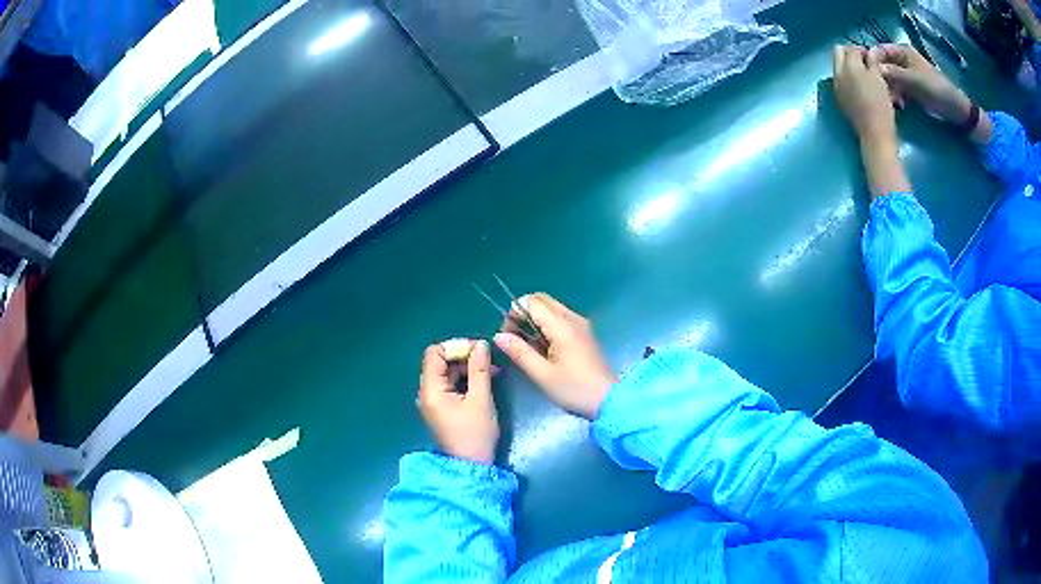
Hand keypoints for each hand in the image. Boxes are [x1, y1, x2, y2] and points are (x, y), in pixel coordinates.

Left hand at [418, 339, 497, 464]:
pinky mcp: (441, 409)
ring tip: (492, 372)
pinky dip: (465, 380)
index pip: (435, 353)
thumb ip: (480, 369)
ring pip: (447, 374)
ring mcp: (433, 402)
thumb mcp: (481, 399)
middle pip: (440, 362)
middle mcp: (426, 392)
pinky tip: (484, 382)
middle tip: (489, 360)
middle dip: (464, 356)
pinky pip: (450, 386)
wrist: (470, 467)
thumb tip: (482, 345)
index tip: (479, 350)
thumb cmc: (474, 434)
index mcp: (431, 389)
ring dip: (467, 368)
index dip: (456, 346)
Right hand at [493, 294, 615, 419]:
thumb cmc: (574, 389)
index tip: (507, 334)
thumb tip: (499, 336)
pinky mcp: (585, 334)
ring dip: (535, 320)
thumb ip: (519, 352)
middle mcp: (573, 318)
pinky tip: (543, 349)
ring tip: (527, 347)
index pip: (532, 301)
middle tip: (515, 338)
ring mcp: (581, 325)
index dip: (514, 312)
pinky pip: (561, 319)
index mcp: (562, 326)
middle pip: (542, 300)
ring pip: (551, 309)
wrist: (609, 400)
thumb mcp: (542, 374)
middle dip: (523, 313)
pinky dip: (547, 327)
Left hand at [833, 45, 897, 145]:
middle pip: (839, 53)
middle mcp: (838, 73)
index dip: (862, 51)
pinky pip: (840, 80)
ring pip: (838, 66)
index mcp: (849, 66)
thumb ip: (872, 62)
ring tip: (865, 76)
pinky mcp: (839, 98)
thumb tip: (870, 52)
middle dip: (851, 54)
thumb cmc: (881, 105)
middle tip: (866, 64)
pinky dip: (848, 78)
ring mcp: (836, 86)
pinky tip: (861, 87)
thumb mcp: (879, 79)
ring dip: (849, 66)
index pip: (851, 48)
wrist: (874, 133)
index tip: (872, 58)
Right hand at [868, 44, 970, 123]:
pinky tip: (899, 105)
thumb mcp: (914, 80)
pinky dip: (896, 96)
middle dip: (882, 78)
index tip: (869, 74)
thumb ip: (894, 73)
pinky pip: (897, 89)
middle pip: (884, 65)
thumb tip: (875, 70)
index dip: (874, 59)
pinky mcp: (911, 88)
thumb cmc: (936, 89)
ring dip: (889, 90)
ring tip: (893, 102)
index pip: (881, 50)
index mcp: (903, 52)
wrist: (954, 108)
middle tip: (883, 92)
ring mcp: (907, 75)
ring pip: (890, 79)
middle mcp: (902, 60)